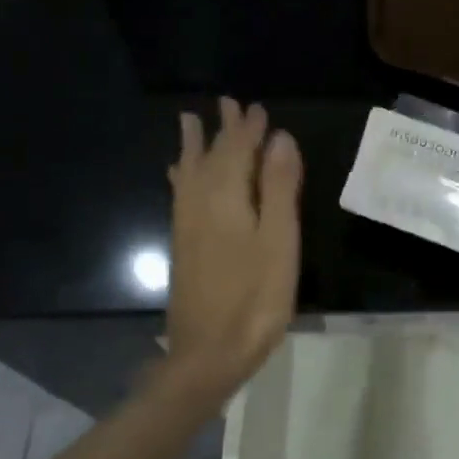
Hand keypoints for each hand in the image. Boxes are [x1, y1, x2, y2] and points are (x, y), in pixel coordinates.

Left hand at [161, 98, 302, 407]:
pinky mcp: (183, 244)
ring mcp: (188, 225)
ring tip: (189, 122)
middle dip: (222, 130)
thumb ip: (278, 186)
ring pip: (190, 173)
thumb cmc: (255, 298)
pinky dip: (181, 175)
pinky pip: (180, 194)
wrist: (207, 354)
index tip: (258, 108)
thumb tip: (280, 138)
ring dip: (195, 146)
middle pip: (211, 157)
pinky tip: (178, 174)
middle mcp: (201, 203)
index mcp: (227, 198)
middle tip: (228, 103)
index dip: (249, 129)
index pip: (238, 151)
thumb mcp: (279, 240)